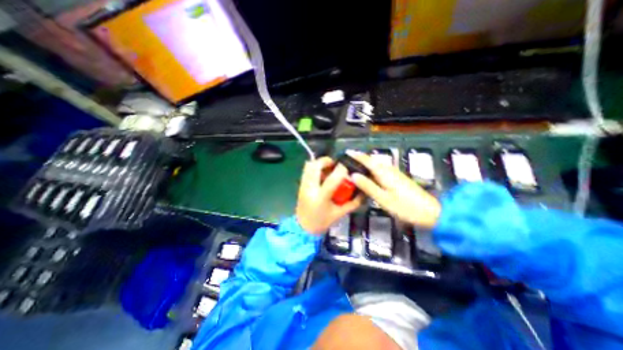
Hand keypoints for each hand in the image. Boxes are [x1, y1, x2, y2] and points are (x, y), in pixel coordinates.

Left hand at [296, 157, 365, 234]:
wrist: (303, 228)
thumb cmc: (322, 222)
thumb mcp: (340, 214)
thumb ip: (353, 203)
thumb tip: (363, 192)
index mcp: (321, 198)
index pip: (332, 180)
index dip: (341, 170)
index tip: (348, 166)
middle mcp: (310, 189)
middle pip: (315, 166)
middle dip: (327, 161)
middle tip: (335, 164)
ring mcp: (303, 186)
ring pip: (308, 165)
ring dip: (320, 163)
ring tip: (328, 167)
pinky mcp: (300, 185)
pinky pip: (306, 170)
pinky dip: (314, 167)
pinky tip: (322, 173)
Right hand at [349, 150, 439, 228]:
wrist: (430, 212)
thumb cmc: (405, 207)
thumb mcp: (383, 198)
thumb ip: (367, 186)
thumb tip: (353, 175)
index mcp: (384, 173)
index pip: (367, 160)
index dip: (356, 156)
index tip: (346, 153)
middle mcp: (389, 170)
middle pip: (372, 161)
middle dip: (360, 159)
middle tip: (347, 162)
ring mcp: (394, 173)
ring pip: (377, 165)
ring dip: (365, 164)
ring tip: (355, 168)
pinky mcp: (397, 178)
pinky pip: (381, 170)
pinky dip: (372, 170)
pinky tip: (369, 177)